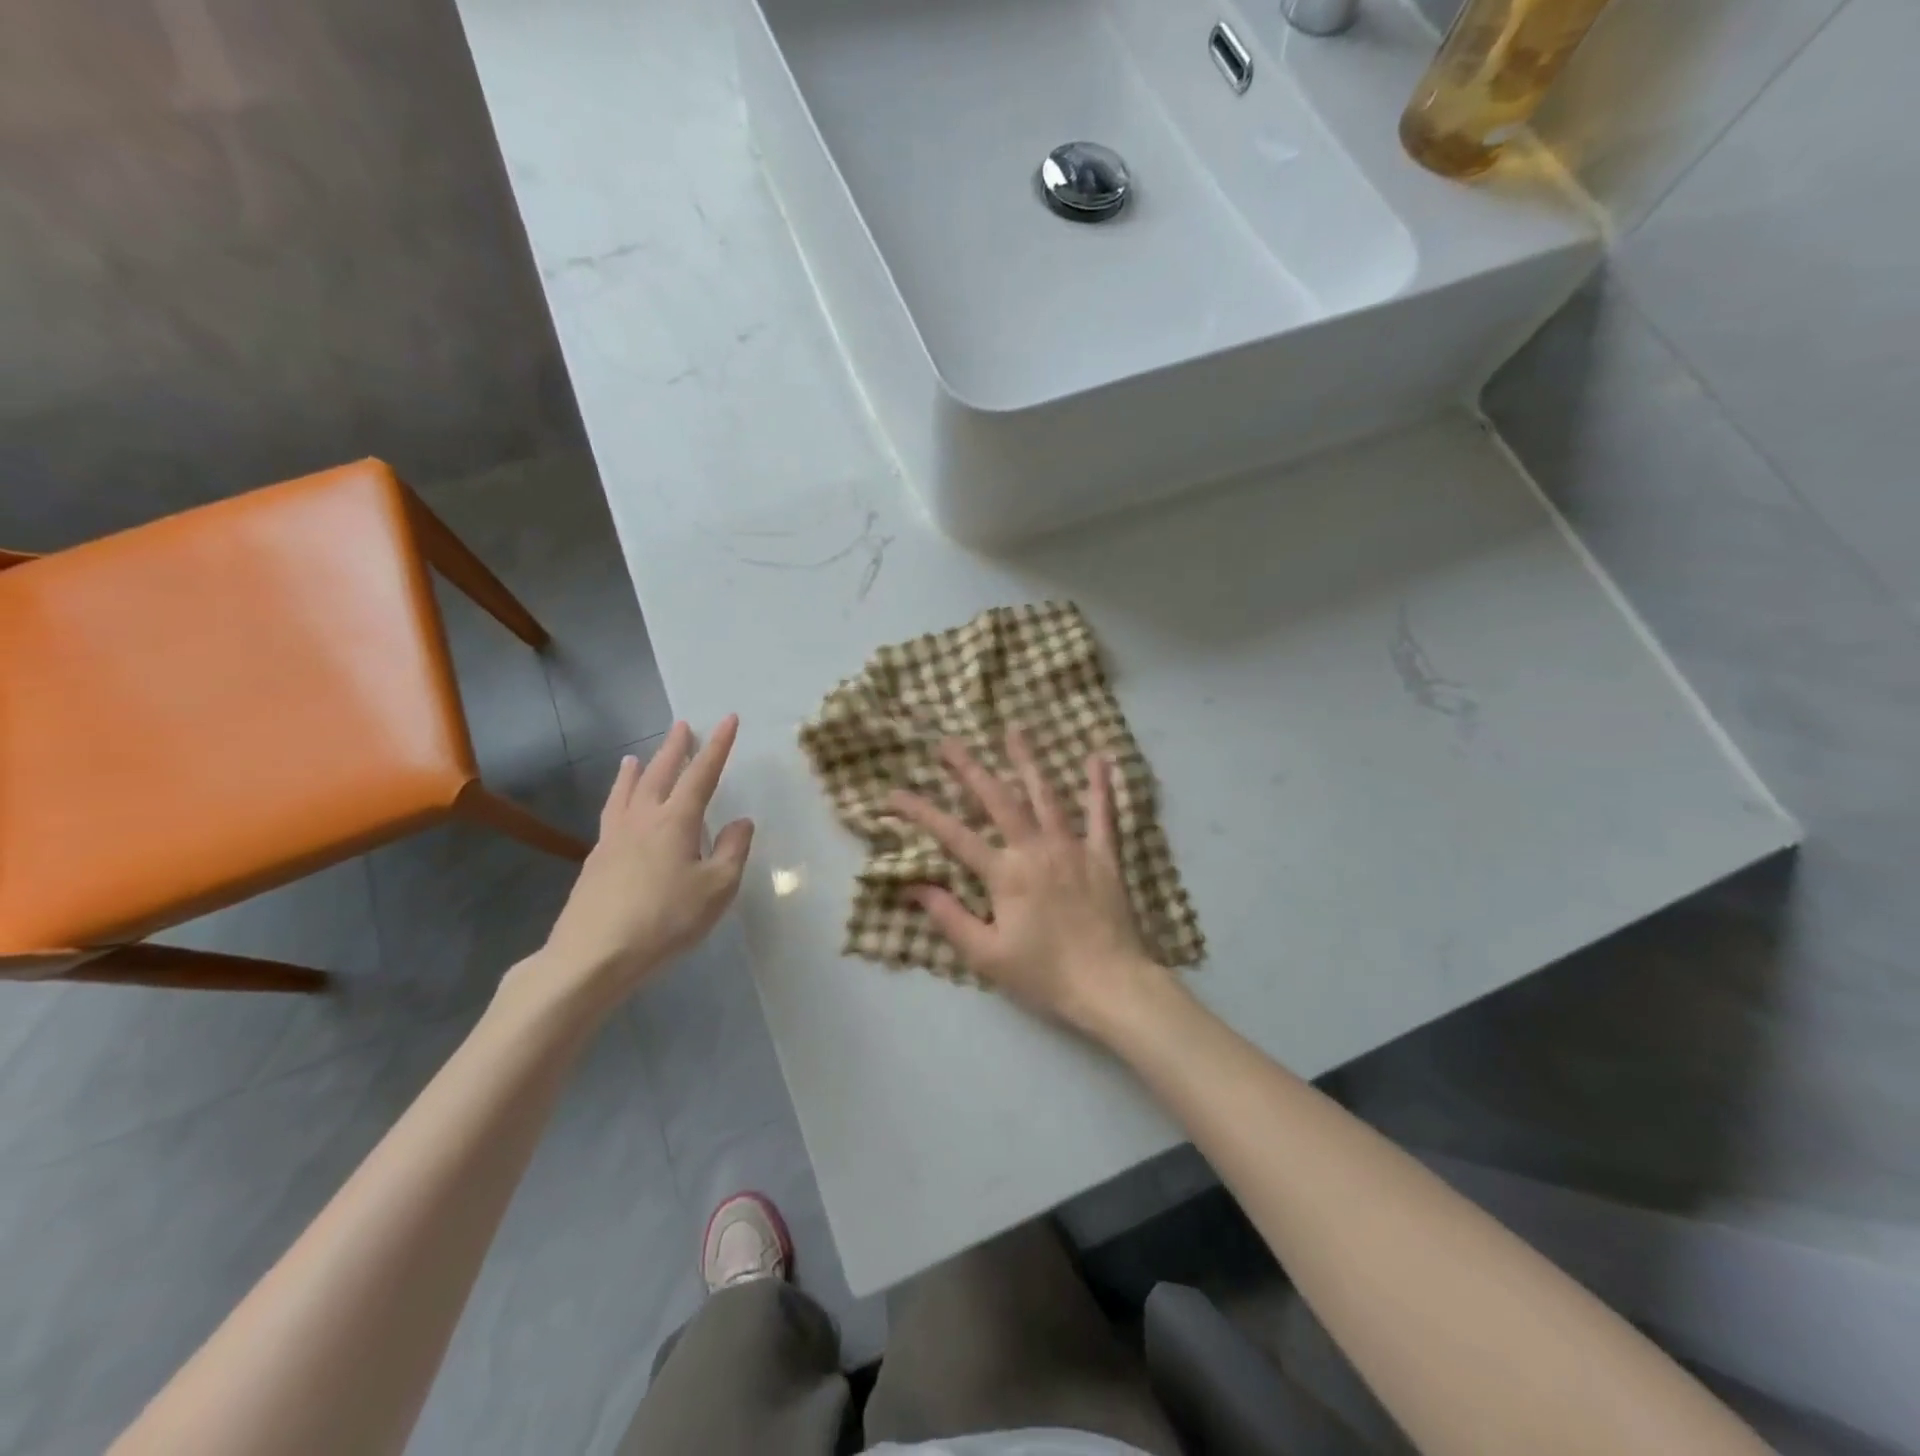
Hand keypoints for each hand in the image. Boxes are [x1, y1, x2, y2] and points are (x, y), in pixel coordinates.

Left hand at [521, 716, 753, 1017]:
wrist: (594, 955)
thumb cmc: (665, 919)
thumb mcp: (716, 888)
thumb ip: (732, 851)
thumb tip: (740, 821)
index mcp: (676, 820)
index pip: (702, 773)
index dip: (718, 745)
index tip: (728, 719)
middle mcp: (643, 819)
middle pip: (660, 773)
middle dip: (675, 747)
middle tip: (682, 726)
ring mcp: (614, 837)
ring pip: (627, 791)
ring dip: (637, 769)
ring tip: (636, 756)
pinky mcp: (596, 859)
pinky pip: (611, 813)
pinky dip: (618, 797)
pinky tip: (619, 808)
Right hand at [889, 729, 1168, 1037]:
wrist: (1111, 986)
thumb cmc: (1045, 975)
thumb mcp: (986, 955)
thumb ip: (949, 917)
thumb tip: (913, 886)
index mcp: (1005, 874)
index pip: (952, 835)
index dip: (920, 812)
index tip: (892, 794)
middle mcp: (1036, 849)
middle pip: (998, 799)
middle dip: (969, 768)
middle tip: (948, 742)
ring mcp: (1073, 848)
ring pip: (1046, 795)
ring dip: (1028, 760)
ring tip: (1014, 730)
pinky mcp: (1104, 856)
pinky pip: (1103, 814)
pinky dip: (1101, 786)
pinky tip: (1099, 758)